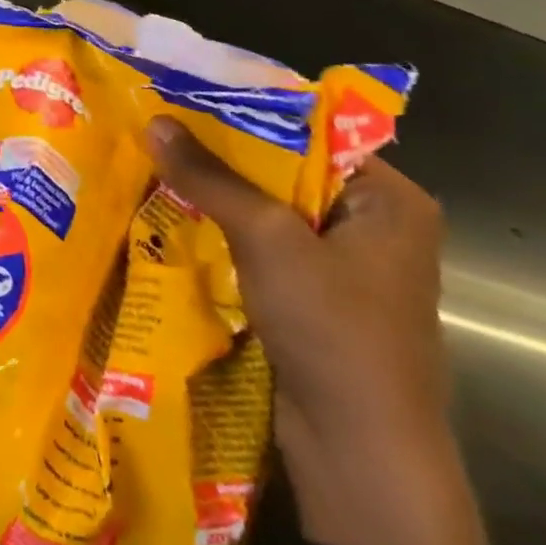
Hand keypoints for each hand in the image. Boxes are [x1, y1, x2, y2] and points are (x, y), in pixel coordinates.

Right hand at [142, 119, 486, 544]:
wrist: (359, 448)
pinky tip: (175, 214)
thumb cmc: (333, 328)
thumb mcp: (268, 238)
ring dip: (218, 192)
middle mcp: (374, 223)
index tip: (185, 96)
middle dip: (223, 153)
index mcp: (390, 199)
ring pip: (270, 208)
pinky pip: (264, 243)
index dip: (248, 111)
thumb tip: (155, 121)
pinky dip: (224, 229)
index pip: (313, 131)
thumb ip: (211, 177)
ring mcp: (344, 263)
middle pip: (286, 168)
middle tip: (159, 126)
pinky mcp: (315, 295)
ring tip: (156, 161)